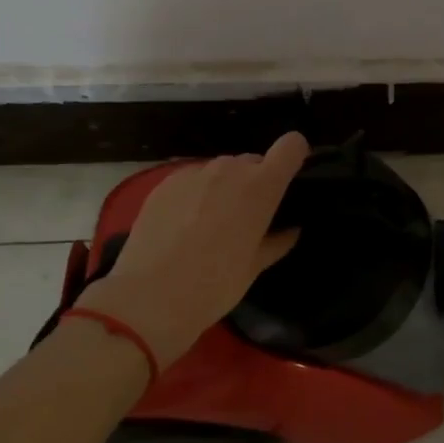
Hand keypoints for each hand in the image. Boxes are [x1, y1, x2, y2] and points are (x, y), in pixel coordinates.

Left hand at [75, 132, 308, 364]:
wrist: (149, 297)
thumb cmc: (214, 285)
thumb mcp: (253, 268)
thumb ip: (277, 242)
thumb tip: (291, 230)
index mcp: (260, 187)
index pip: (291, 146)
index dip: (294, 156)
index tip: (289, 178)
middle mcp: (229, 169)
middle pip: (253, 162)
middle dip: (255, 183)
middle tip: (246, 218)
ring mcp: (194, 172)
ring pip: (221, 170)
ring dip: (224, 188)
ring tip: (211, 224)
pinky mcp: (165, 182)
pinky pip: (192, 179)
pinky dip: (196, 194)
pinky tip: (183, 225)